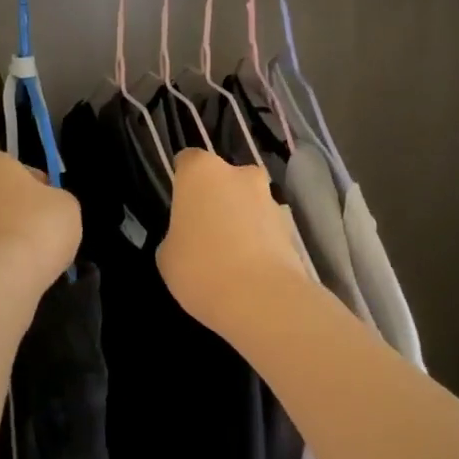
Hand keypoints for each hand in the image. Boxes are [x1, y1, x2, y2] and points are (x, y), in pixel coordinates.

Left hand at [0, 151, 81, 289]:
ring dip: (1, 237)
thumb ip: (55, 199)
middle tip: (39, 232)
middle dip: (13, 211)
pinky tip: (13, 273)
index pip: (16, 169)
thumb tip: (45, 208)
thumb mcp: (66, 204)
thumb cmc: (38, 225)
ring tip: (28, 259)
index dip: (37, 187)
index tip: (50, 206)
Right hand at [157, 149, 308, 329]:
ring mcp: (269, 198)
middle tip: (205, 230)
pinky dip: (260, 240)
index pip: (187, 161)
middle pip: (224, 178)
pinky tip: (251, 269)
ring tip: (231, 256)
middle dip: (217, 198)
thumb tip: (190, 237)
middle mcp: (239, 174)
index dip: (183, 181)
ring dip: (242, 218)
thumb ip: (177, 235)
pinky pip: (267, 227)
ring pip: (249, 201)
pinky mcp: (291, 226)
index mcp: (201, 172)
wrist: (260, 298)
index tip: (180, 204)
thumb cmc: (200, 268)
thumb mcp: (167, 255)